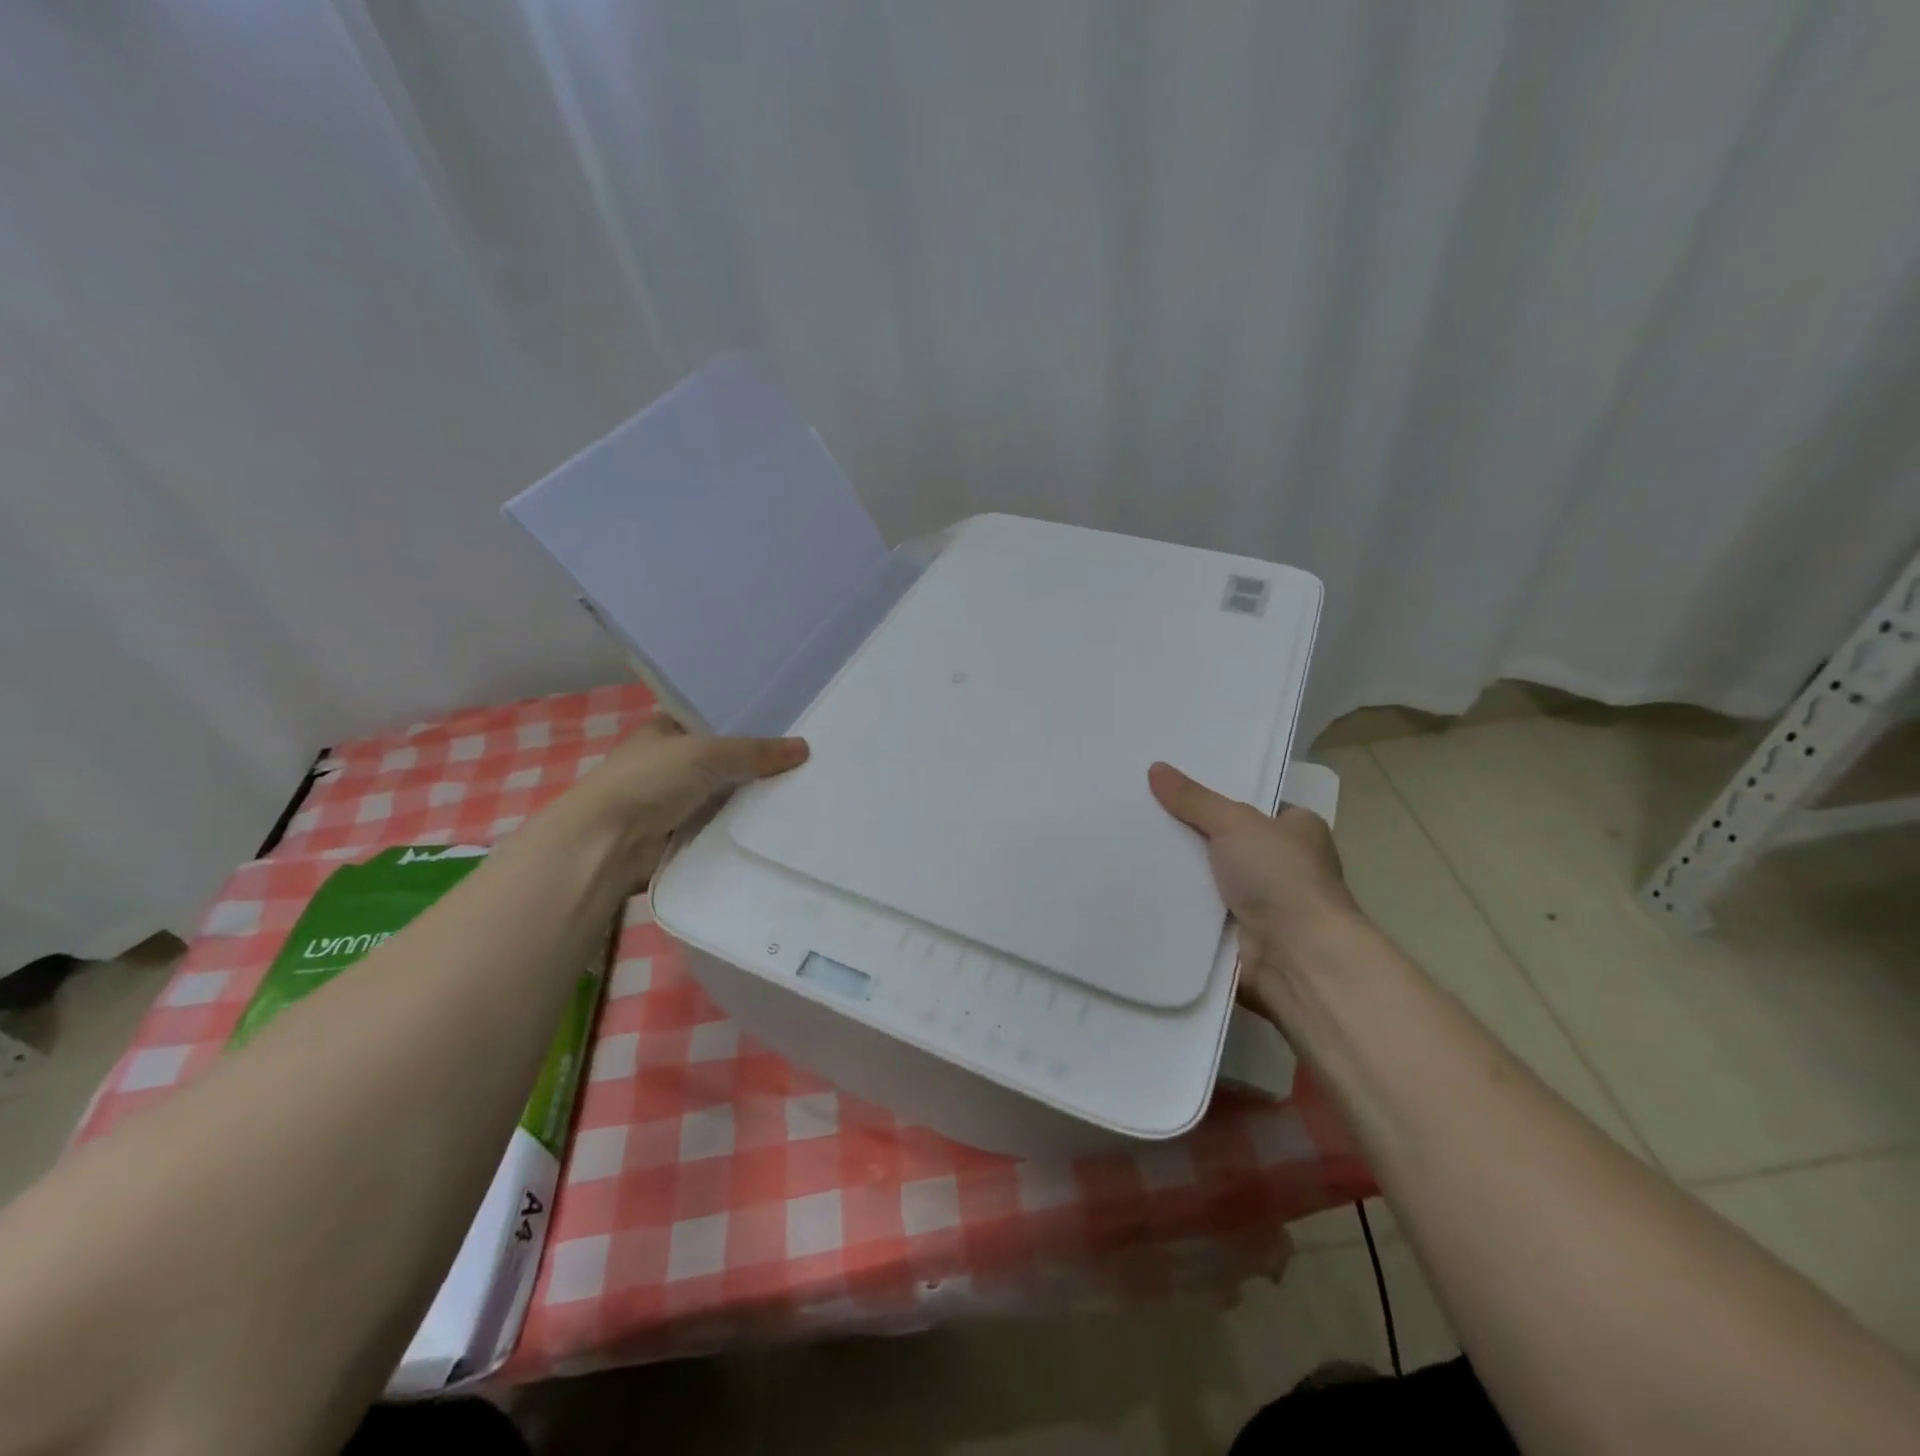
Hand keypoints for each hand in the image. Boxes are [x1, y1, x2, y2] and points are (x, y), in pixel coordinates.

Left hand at [558, 715, 808, 888]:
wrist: (607, 843)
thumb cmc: (649, 781)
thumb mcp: (707, 753)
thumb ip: (755, 751)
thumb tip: (804, 748)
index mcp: (667, 729)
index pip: (715, 720)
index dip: (749, 722)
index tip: (791, 726)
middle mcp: (671, 761)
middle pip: (726, 759)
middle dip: (759, 762)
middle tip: (809, 760)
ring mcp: (676, 800)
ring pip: (727, 793)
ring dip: (754, 797)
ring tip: (806, 789)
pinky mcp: (683, 833)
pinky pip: (723, 824)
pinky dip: (744, 825)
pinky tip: (781, 821)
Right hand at [1147, 761, 1366, 1010]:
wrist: (1297, 958)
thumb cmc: (1280, 878)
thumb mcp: (1235, 823)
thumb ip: (1194, 799)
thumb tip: (1155, 768)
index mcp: (1298, 831)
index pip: (1252, 805)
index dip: (1215, 795)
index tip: (1171, 785)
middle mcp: (1284, 865)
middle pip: (1224, 841)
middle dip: (1188, 833)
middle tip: (1139, 811)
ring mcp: (1262, 903)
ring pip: (1208, 878)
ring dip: (1179, 872)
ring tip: (1128, 844)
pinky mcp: (1240, 936)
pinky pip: (1199, 912)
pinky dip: (1176, 905)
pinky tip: (1138, 887)